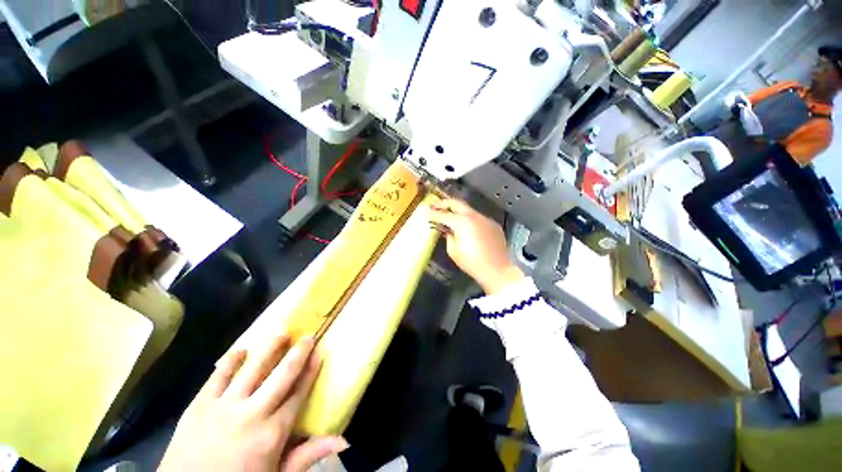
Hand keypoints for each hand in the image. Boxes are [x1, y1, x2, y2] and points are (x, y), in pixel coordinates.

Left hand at [158, 336, 347, 471]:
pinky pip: (218, 376)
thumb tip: (343, 440)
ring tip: (281, 332)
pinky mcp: (199, 405)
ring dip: (269, 348)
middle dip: (297, 353)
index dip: (311, 372)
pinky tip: (241, 350)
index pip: (298, 394)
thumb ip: (307, 456)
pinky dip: (230, 360)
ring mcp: (223, 407)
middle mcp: (252, 413)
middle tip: (308, 336)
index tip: (320, 352)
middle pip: (281, 375)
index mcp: (272, 433)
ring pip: (252, 368)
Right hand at [427, 199, 524, 294]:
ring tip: (449, 217)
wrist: (497, 270)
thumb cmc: (472, 263)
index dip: (433, 213)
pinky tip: (466, 228)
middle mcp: (474, 216)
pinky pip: (478, 218)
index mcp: (462, 222)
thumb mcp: (453, 251)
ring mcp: (486, 219)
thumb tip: (447, 230)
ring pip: (468, 210)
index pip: (443, 215)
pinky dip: (469, 220)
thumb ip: (448, 236)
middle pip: (457, 203)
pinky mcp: (493, 224)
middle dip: (444, 203)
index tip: (425, 211)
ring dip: (457, 211)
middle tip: (435, 206)